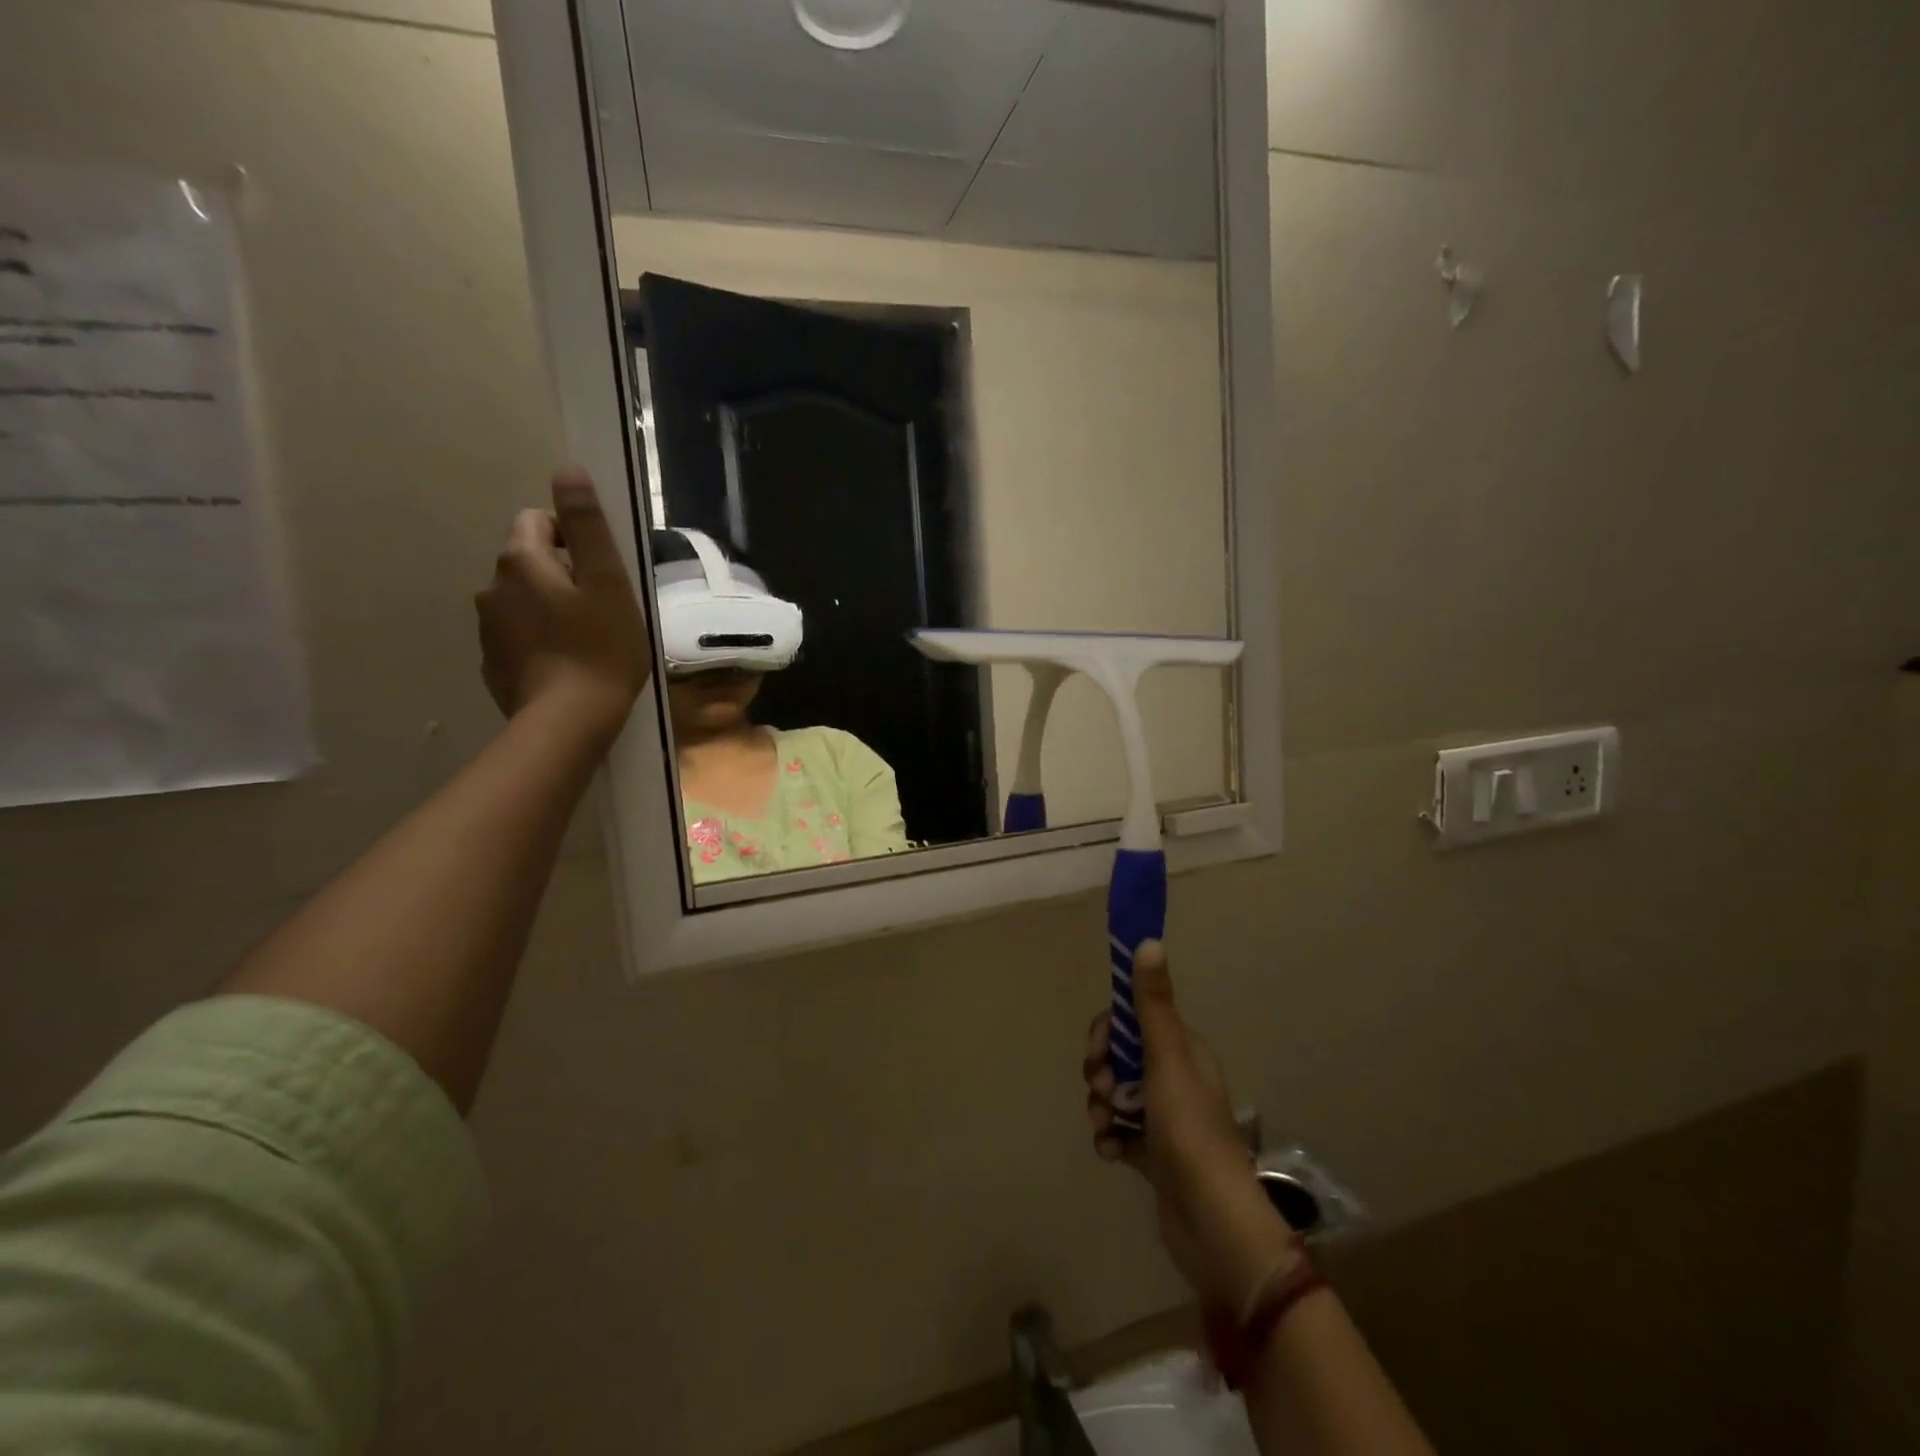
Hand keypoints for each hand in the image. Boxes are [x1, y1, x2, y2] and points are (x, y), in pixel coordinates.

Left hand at [476, 466, 649, 741]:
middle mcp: (492, 586)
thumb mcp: (608, 582)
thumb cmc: (600, 647)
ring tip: (584, 640)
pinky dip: (537, 641)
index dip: (572, 539)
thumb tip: (567, 470)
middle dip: (559, 575)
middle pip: (527, 563)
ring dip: (547, 608)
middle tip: (599, 609)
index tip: (600, 573)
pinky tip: (564, 665)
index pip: (537, 522)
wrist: (568, 720)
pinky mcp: (492, 663)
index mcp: (522, 561)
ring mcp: (488, 628)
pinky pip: (516, 636)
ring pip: (520, 600)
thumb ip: (587, 526)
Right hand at [1084, 942, 1297, 1315]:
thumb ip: (1153, 1003)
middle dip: (1102, 1072)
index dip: (1108, 1033)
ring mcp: (1165, 1120)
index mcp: (1183, 1052)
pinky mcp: (1155, 1156)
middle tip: (1102, 1092)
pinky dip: (1110, 1139)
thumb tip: (1148, 940)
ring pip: (1116, 1096)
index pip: (1133, 1021)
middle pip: (1120, 1058)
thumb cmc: (1189, 1129)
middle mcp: (1175, 1079)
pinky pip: (1120, 1133)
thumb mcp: (1167, 1058)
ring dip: (1102, 1108)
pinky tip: (1112, 1154)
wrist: (1211, 1221)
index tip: (1097, 1052)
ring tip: (1106, 1128)